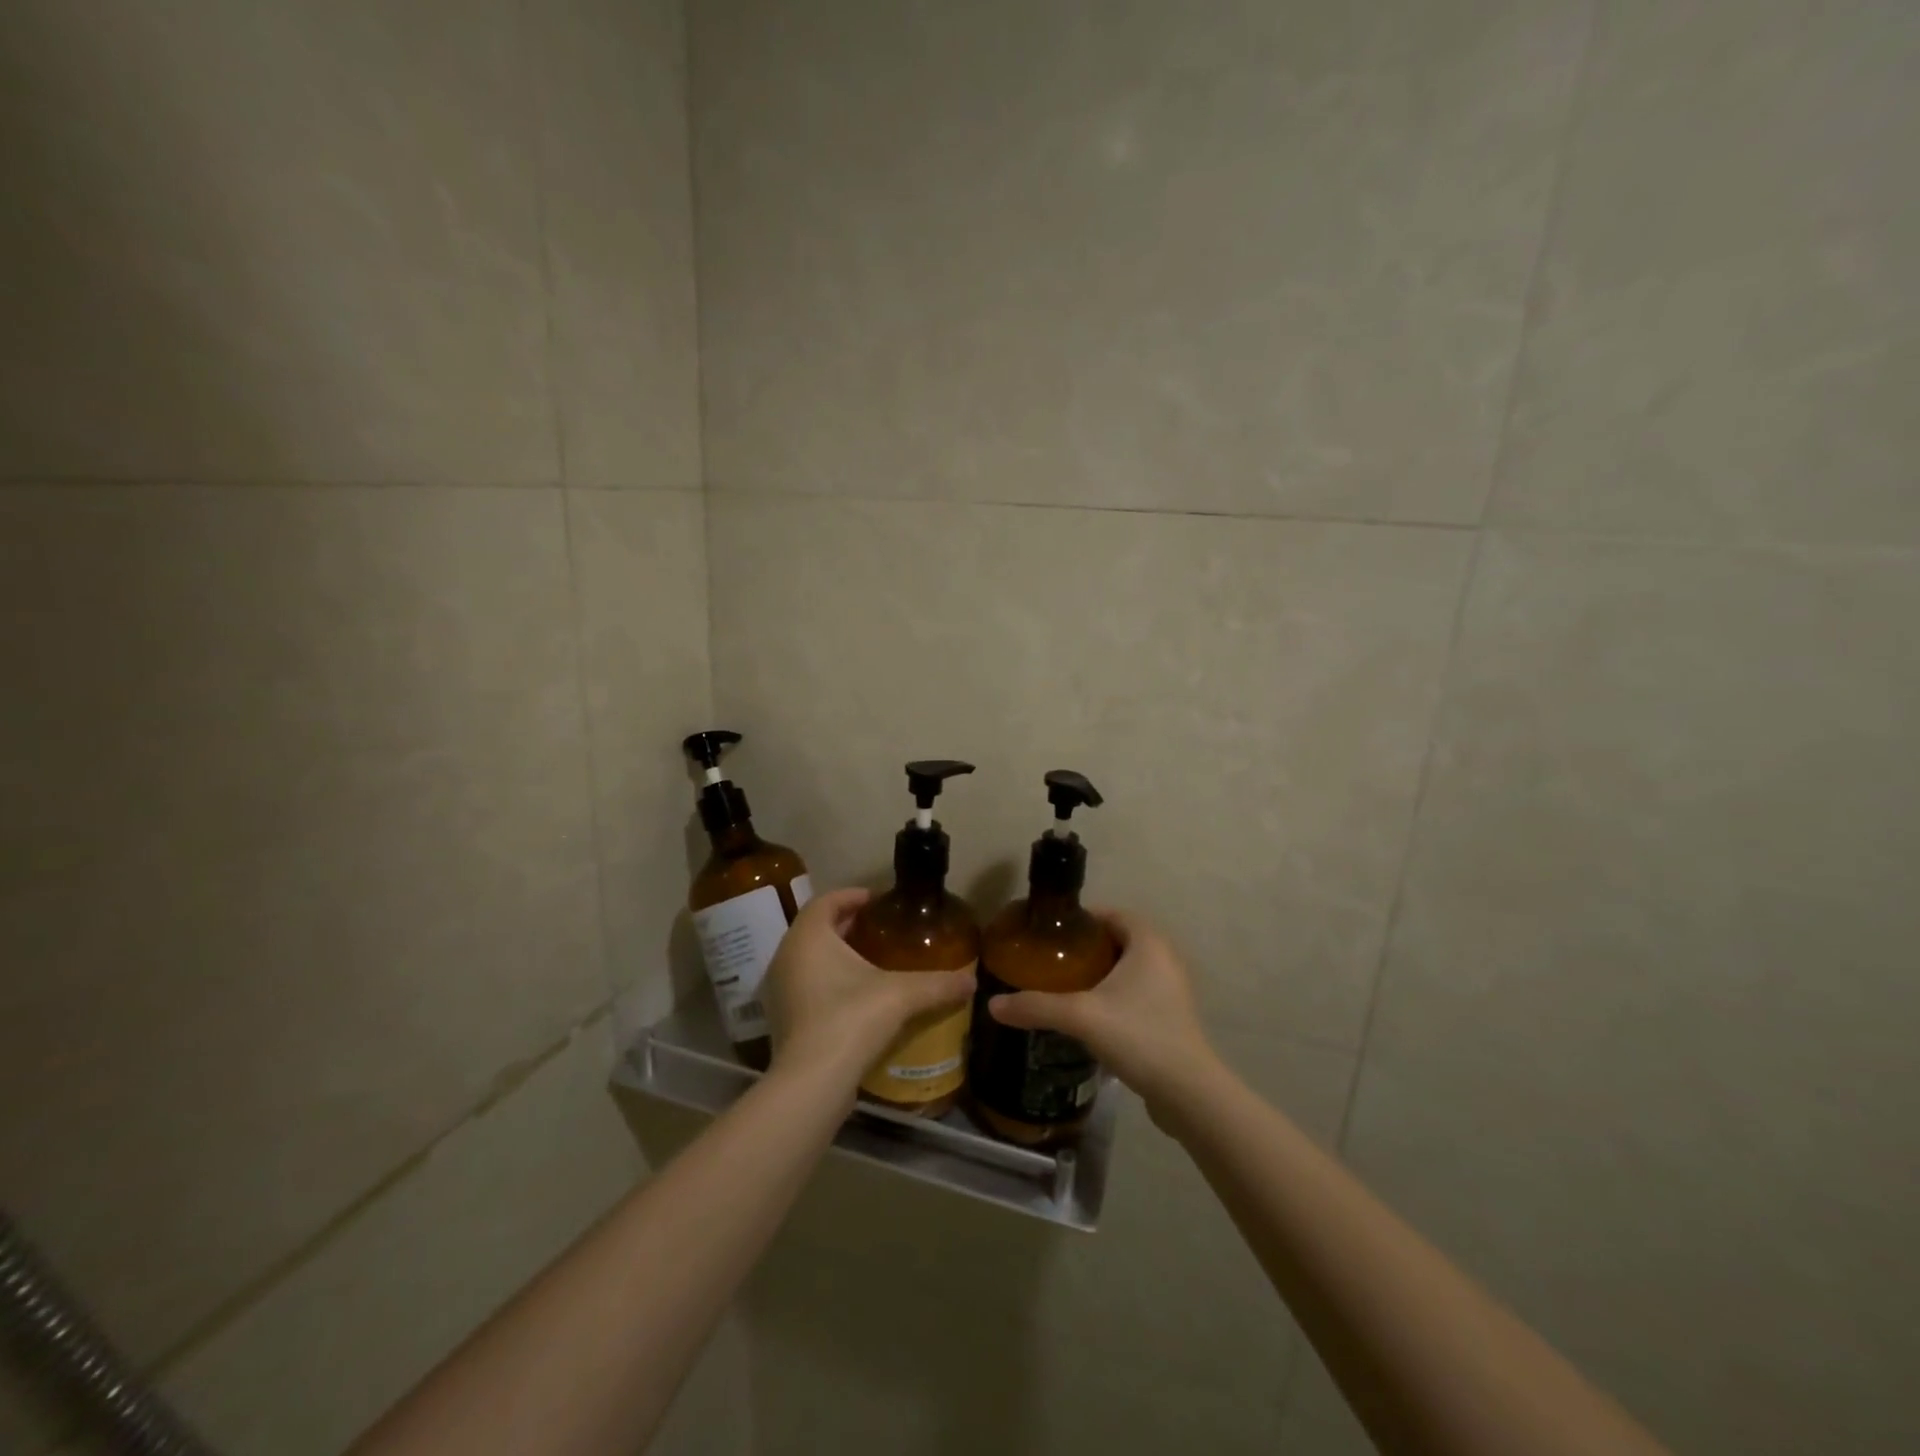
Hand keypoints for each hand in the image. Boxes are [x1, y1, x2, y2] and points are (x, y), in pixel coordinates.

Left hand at [765, 887, 975, 1091]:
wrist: (813, 1082)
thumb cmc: (852, 1019)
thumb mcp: (901, 995)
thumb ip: (938, 984)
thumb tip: (972, 981)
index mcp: (809, 936)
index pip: (828, 901)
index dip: (853, 896)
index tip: (879, 901)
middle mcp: (786, 956)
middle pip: (817, 927)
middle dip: (848, 925)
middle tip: (881, 929)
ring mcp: (779, 989)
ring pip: (808, 957)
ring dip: (836, 953)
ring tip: (871, 961)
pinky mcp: (781, 1018)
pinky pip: (805, 984)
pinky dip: (827, 980)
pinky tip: (855, 996)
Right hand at [987, 909, 1216, 1111]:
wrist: (1188, 1093)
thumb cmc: (1138, 1036)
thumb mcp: (1080, 1016)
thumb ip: (1036, 1006)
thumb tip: (992, 1004)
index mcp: (1148, 942)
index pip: (1111, 914)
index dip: (1081, 920)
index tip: (1050, 934)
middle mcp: (1164, 958)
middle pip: (1118, 940)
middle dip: (1086, 948)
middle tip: (1052, 961)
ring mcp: (1171, 989)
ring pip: (1128, 968)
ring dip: (1100, 974)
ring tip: (1064, 987)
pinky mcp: (1172, 1016)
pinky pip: (1137, 992)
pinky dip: (1114, 996)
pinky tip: (1090, 1016)